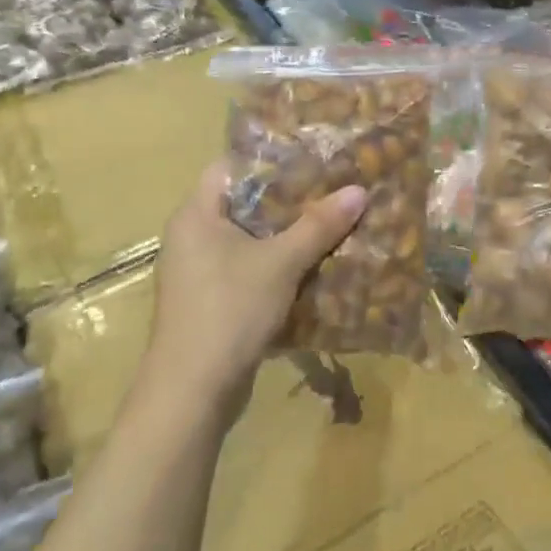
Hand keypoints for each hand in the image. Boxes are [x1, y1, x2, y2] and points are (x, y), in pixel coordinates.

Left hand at [147, 160, 365, 421]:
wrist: (192, 392)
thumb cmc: (230, 310)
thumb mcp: (281, 262)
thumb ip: (319, 225)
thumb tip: (359, 190)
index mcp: (196, 215)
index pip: (230, 167)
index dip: (270, 160)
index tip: (311, 157)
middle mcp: (191, 237)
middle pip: (244, 204)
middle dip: (289, 200)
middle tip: (332, 189)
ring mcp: (198, 273)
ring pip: (249, 241)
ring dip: (287, 236)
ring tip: (332, 223)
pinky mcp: (210, 303)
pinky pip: (248, 270)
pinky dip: (278, 267)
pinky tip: (314, 267)